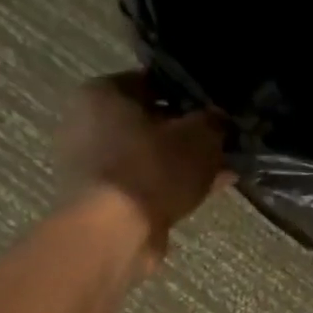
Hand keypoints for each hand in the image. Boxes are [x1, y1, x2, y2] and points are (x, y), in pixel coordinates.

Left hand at [56, 71, 230, 262]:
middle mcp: (89, 122)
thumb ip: (214, 121)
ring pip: (152, 154)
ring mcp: (94, 163)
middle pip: (152, 120)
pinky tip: (208, 190)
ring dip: (185, 161)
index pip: (155, 81)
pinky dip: (174, 184)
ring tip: (223, 169)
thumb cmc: (153, 168)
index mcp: (103, 93)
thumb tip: (219, 119)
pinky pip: (147, 181)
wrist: (115, 231)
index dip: (192, 94)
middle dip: (189, 132)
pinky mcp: (104, 197)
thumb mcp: (199, 136)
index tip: (219, 109)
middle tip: (223, 142)